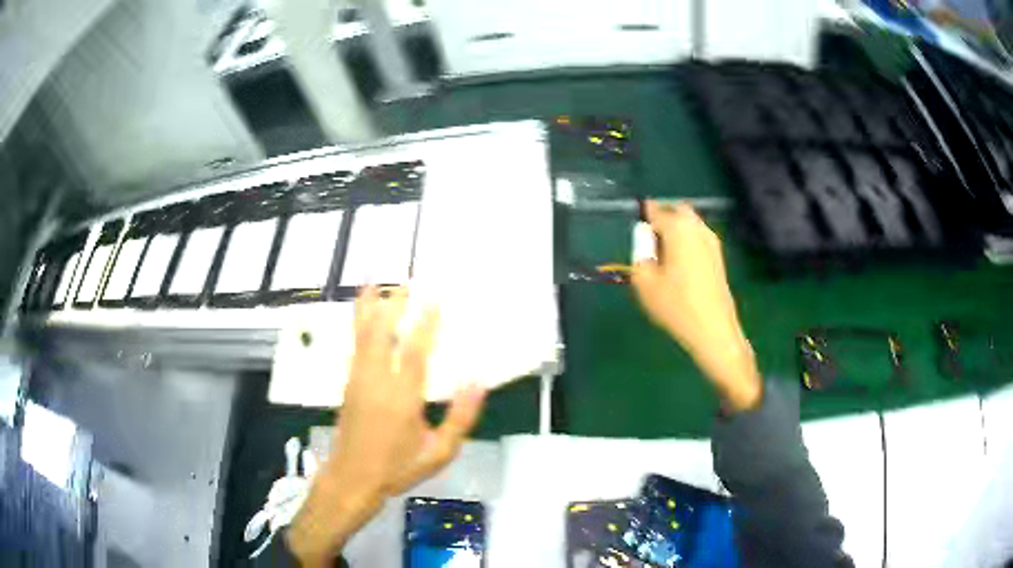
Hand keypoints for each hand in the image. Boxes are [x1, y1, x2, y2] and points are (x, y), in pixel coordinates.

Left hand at [286, 286, 486, 564]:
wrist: (353, 478)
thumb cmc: (398, 467)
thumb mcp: (439, 453)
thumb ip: (459, 418)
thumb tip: (477, 382)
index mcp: (402, 399)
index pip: (414, 352)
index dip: (425, 324)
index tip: (436, 300)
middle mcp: (376, 382)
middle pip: (381, 333)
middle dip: (392, 305)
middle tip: (406, 283)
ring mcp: (357, 380)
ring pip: (362, 335)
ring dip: (369, 307)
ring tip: (374, 283)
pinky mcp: (347, 383)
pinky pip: (354, 345)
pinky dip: (358, 324)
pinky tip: (362, 314)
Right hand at [631, 201, 761, 411]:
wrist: (713, 329)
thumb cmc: (676, 305)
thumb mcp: (644, 282)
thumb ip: (639, 255)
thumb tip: (644, 243)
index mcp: (678, 228)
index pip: (656, 211)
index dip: (643, 216)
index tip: (635, 228)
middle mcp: (698, 228)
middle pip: (677, 211)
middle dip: (662, 218)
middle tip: (648, 239)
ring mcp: (712, 242)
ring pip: (690, 225)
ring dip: (676, 231)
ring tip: (662, 254)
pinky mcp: (718, 258)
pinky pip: (698, 239)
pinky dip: (686, 242)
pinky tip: (679, 265)